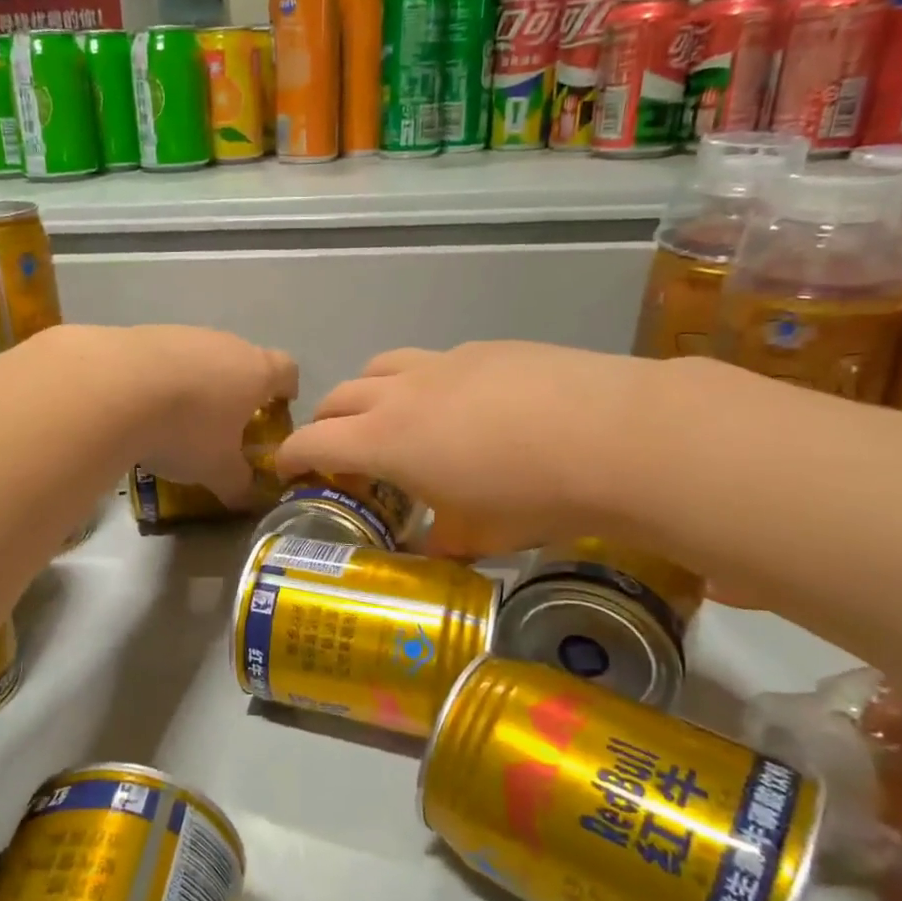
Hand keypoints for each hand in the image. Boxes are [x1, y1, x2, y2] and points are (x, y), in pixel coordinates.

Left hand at [101, 326, 297, 508]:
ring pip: (202, 357)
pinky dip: (161, 378)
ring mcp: (184, 334)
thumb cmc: (186, 429)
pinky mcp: (145, 333)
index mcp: (256, 372)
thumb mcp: (218, 471)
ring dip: (197, 383)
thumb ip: (239, 486)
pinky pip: (164, 357)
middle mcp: (226, 344)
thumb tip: (249, 499)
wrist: (114, 387)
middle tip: (225, 425)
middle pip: (244, 361)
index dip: (287, 390)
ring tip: (177, 418)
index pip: (288, 371)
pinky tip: (143, 404)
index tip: (277, 411)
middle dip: (238, 391)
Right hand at [277, 342, 667, 556]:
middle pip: (341, 394)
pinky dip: (424, 382)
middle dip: (327, 421)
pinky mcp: (488, 348)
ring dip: (371, 392)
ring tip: (392, 418)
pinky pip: (435, 360)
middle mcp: (403, 390)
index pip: (314, 440)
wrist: (615, 436)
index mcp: (385, 438)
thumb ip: (438, 543)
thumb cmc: (531, 495)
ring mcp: (446, 361)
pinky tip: (463, 408)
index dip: (292, 455)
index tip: (286, 469)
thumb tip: (428, 552)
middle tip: (338, 450)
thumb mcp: (476, 535)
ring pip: (383, 366)